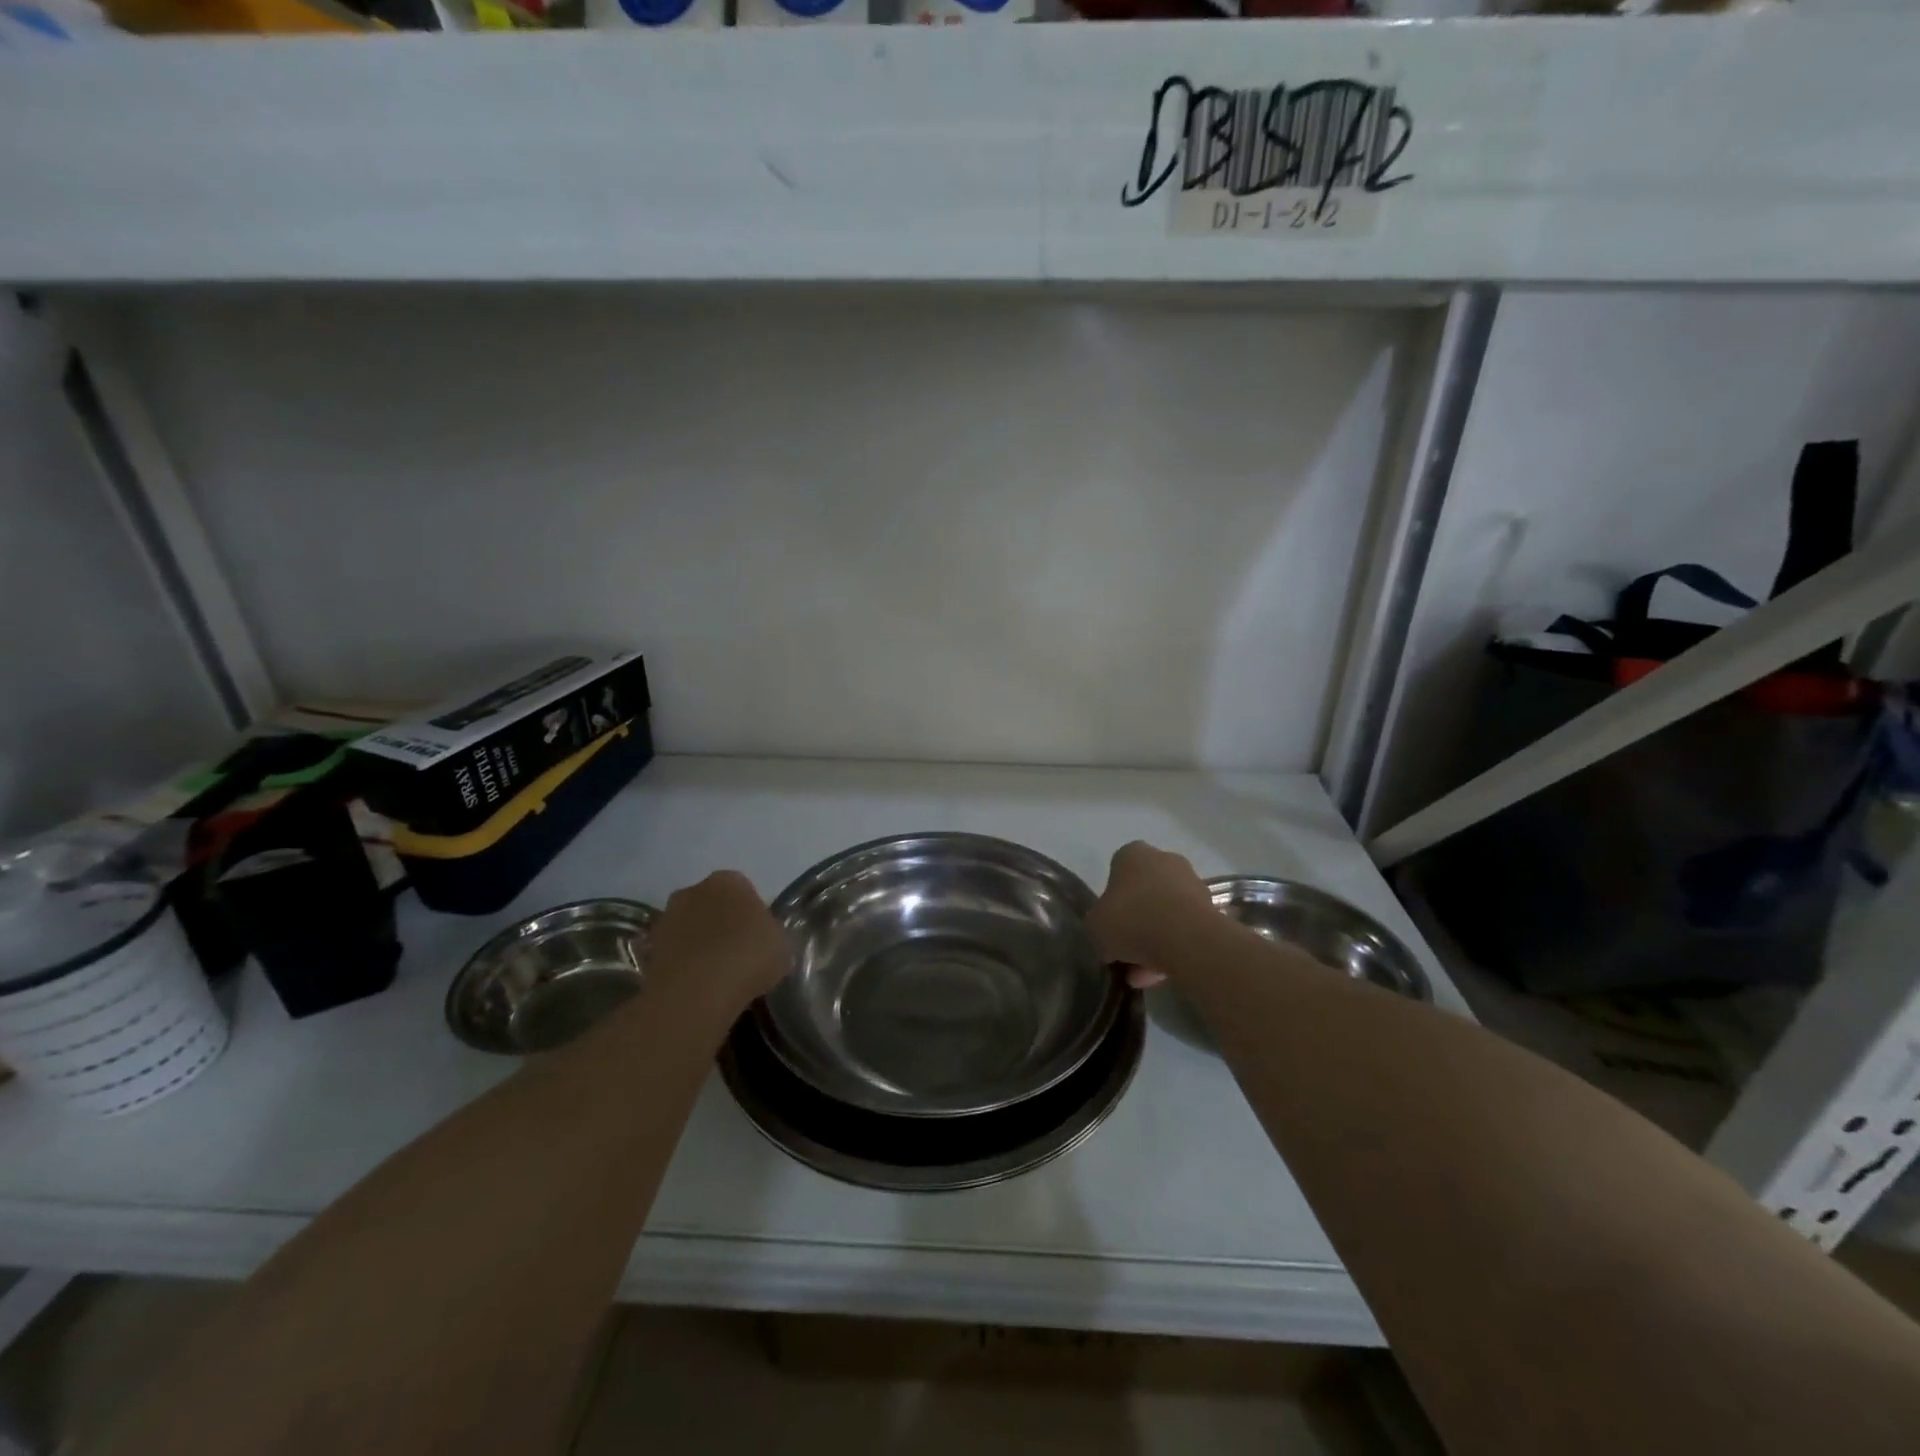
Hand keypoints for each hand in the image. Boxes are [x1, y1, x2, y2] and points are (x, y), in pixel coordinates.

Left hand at [648, 871, 789, 1013]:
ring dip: (699, 944)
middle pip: (712, 905)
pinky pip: (674, 953)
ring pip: (690, 928)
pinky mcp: (648, 948)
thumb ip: (771, 935)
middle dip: (721, 924)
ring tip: (716, 975)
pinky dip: (683, 965)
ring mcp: (667, 918)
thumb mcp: (781, 945)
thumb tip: (764, 941)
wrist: (697, 991)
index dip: (752, 915)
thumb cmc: (748, 957)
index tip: (758, 939)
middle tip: (737, 954)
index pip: (744, 891)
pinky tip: (697, 986)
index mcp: (730, 880)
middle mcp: (694, 890)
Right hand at [1087, 841, 1214, 988]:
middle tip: (1124, 952)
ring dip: (1153, 940)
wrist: (1187, 939)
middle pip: (1143, 892)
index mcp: (1132, 854)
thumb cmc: (1132, 920)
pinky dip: (1173, 949)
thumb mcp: (1095, 926)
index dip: (1110, 900)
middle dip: (1135, 922)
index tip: (1108, 924)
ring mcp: (1191, 883)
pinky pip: (1184, 929)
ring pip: (1165, 913)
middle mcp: (1164, 860)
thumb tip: (1108, 934)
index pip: (1116, 871)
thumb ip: (1098, 924)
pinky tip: (1161, 976)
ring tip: (1142, 975)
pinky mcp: (1211, 909)